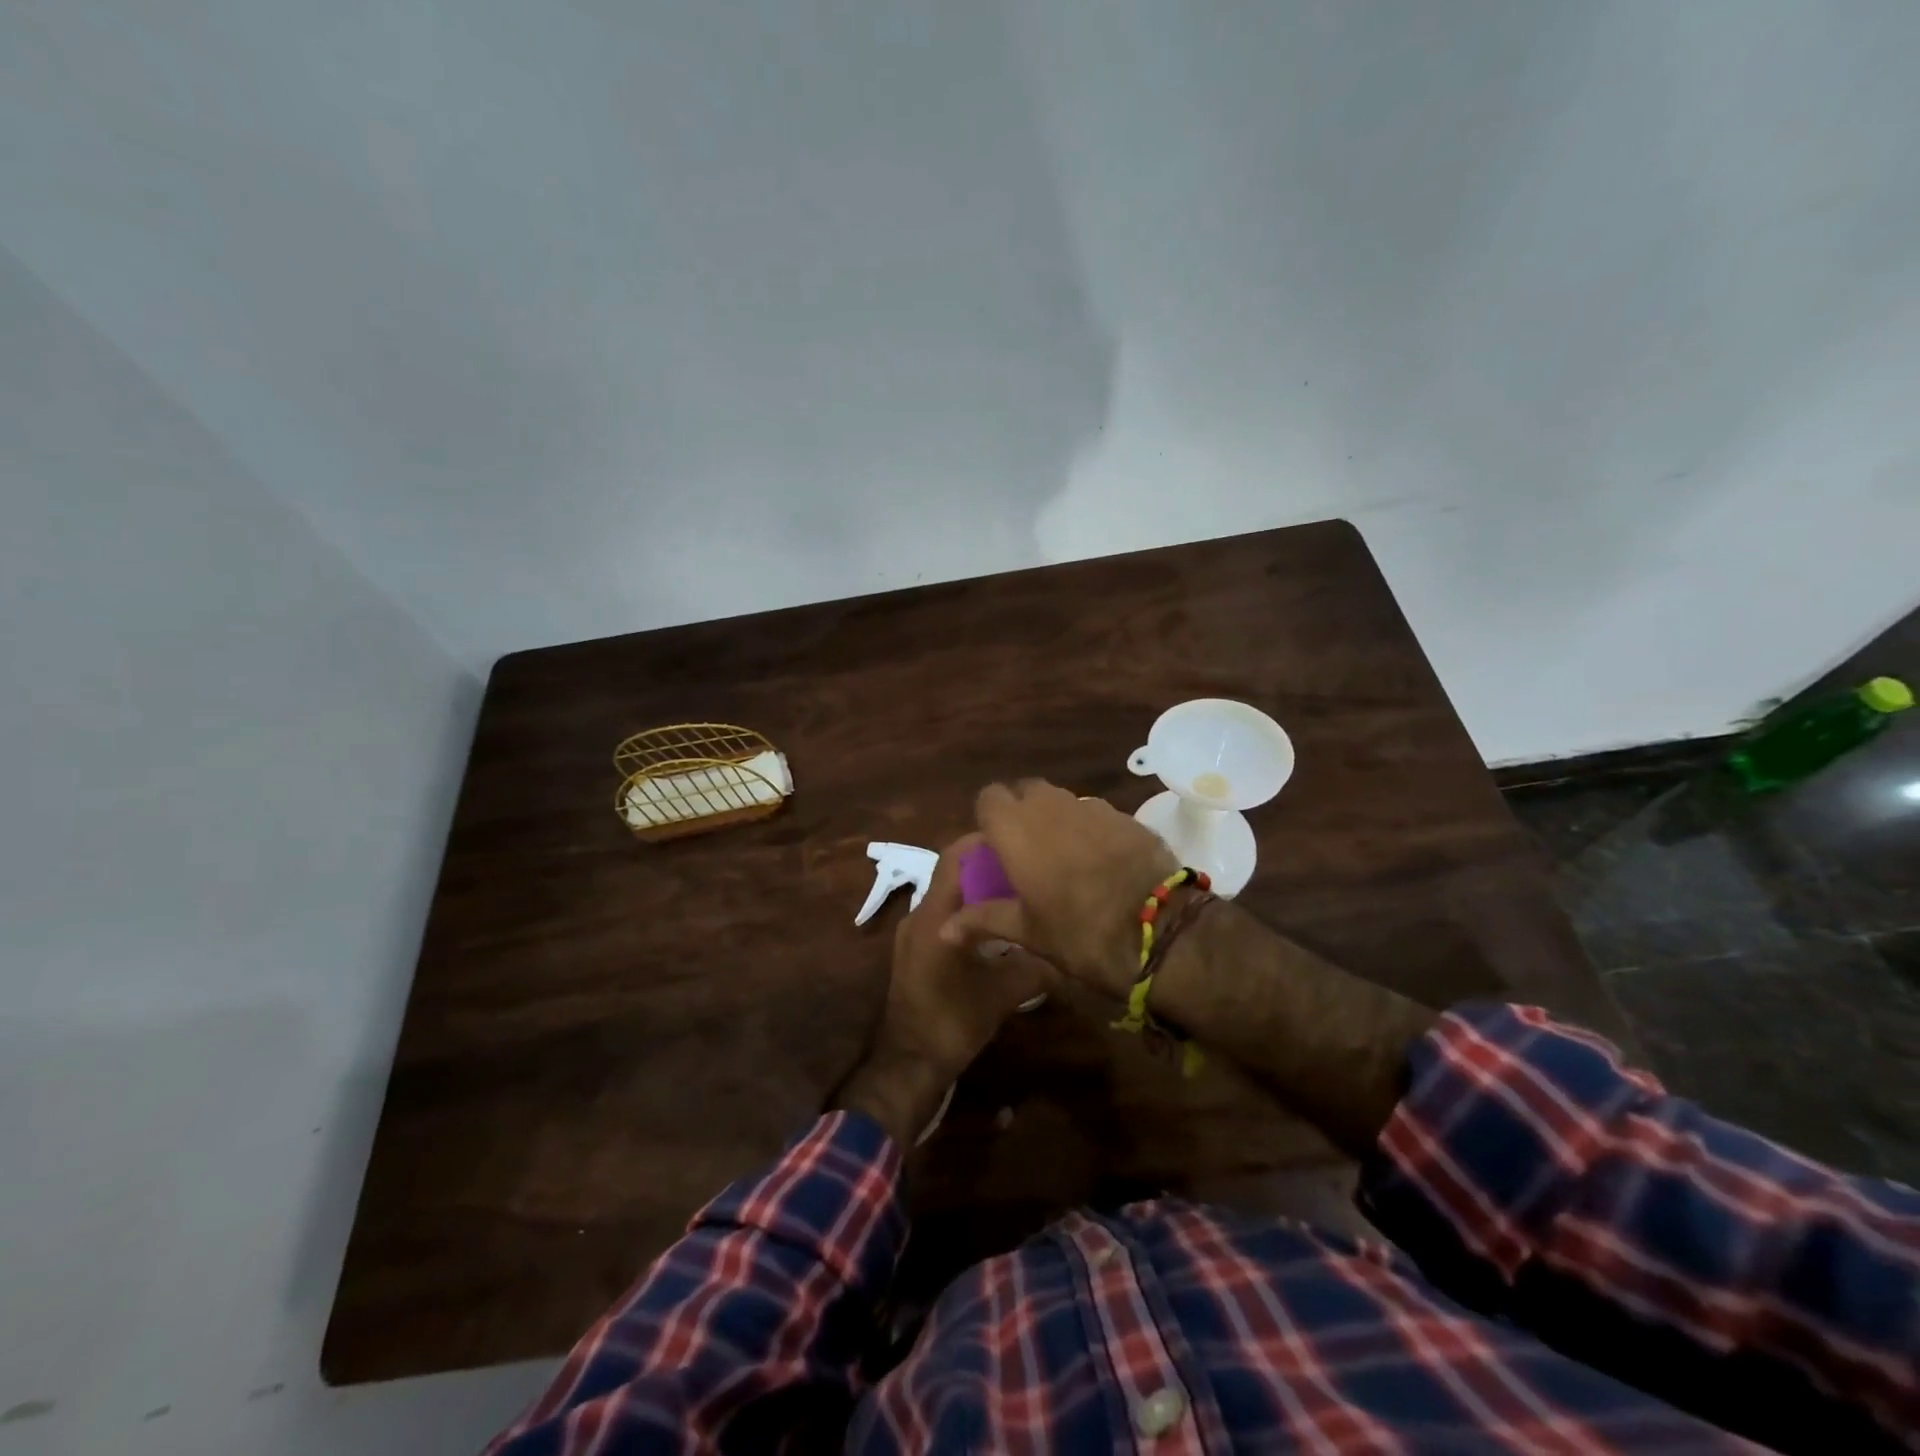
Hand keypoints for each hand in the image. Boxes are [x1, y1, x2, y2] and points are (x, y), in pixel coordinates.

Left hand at [836, 835, 1053, 1147]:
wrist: (909, 1063)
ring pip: (949, 893)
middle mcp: (920, 915)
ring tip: (1018, 888)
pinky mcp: (915, 948)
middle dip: (988, 863)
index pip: (956, 858)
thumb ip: (1036, 968)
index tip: (1019, 837)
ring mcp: (914, 932)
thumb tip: (1071, 950)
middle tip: (1027, 863)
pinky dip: (968, 909)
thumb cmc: (953, 1023)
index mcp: (935, 917)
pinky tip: (997, 923)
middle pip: (953, 871)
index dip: (984, 841)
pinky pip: (944, 914)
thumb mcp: (1002, 995)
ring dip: (978, 887)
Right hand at [938, 780, 1176, 998]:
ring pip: (1062, 801)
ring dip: (1056, 820)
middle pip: (1026, 792)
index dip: (989, 818)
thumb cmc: (1080, 932)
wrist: (1161, 929)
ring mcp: (1092, 807)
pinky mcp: (1126, 817)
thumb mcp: (1028, 932)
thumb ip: (984, 920)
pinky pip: (1095, 814)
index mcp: (1016, 828)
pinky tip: (1101, 863)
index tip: (995, 848)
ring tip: (1064, 859)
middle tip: (1025, 852)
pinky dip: (1089, 830)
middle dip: (1021, 813)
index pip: (988, 797)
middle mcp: (1050, 806)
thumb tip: (944, 929)